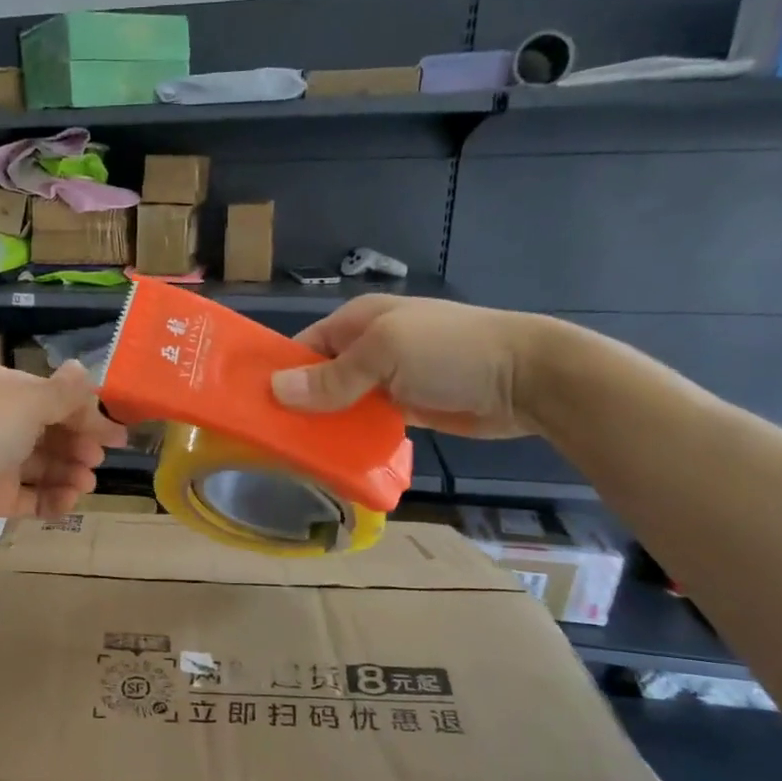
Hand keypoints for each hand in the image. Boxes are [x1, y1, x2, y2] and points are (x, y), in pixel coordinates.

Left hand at [0, 360, 128, 544]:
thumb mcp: (26, 403)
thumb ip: (62, 392)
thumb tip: (84, 368)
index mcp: (1, 389)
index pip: (52, 397)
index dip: (85, 414)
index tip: (116, 435)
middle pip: (50, 432)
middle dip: (78, 445)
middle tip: (97, 460)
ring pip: (42, 466)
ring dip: (68, 473)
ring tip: (85, 484)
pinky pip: (29, 496)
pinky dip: (50, 499)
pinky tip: (67, 503)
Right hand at [269, 296, 552, 437]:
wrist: (528, 379)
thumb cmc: (451, 351)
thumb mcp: (385, 354)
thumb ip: (332, 377)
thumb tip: (276, 391)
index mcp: (358, 321)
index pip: (303, 347)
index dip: (280, 374)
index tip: (253, 407)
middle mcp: (368, 348)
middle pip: (319, 378)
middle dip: (298, 405)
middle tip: (269, 440)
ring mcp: (388, 379)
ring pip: (341, 404)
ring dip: (323, 426)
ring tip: (293, 456)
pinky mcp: (405, 407)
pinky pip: (366, 423)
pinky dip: (350, 438)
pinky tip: (331, 459)